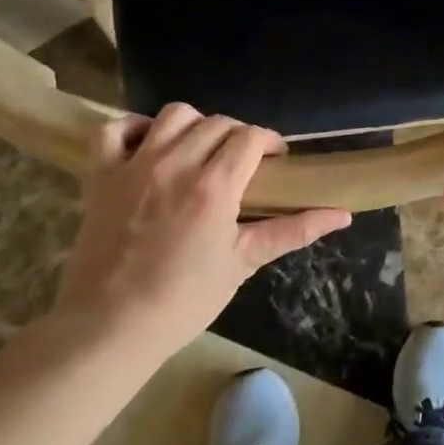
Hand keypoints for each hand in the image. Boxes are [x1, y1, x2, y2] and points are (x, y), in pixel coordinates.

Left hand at [55, 104, 350, 363]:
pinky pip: (112, 131)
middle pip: (218, 123)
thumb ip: (294, 231)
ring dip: (194, 125)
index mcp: (215, 186)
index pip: (251, 136)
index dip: (269, 142)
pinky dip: (132, 129)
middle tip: (241, 163)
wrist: (108, 329)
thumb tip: (343, 215)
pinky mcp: (100, 177)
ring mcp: (134, 167)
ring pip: (174, 115)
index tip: (275, 161)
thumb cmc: (184, 299)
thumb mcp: (245, 262)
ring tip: (199, 150)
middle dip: (238, 136)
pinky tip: (148, 146)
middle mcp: (177, 164)